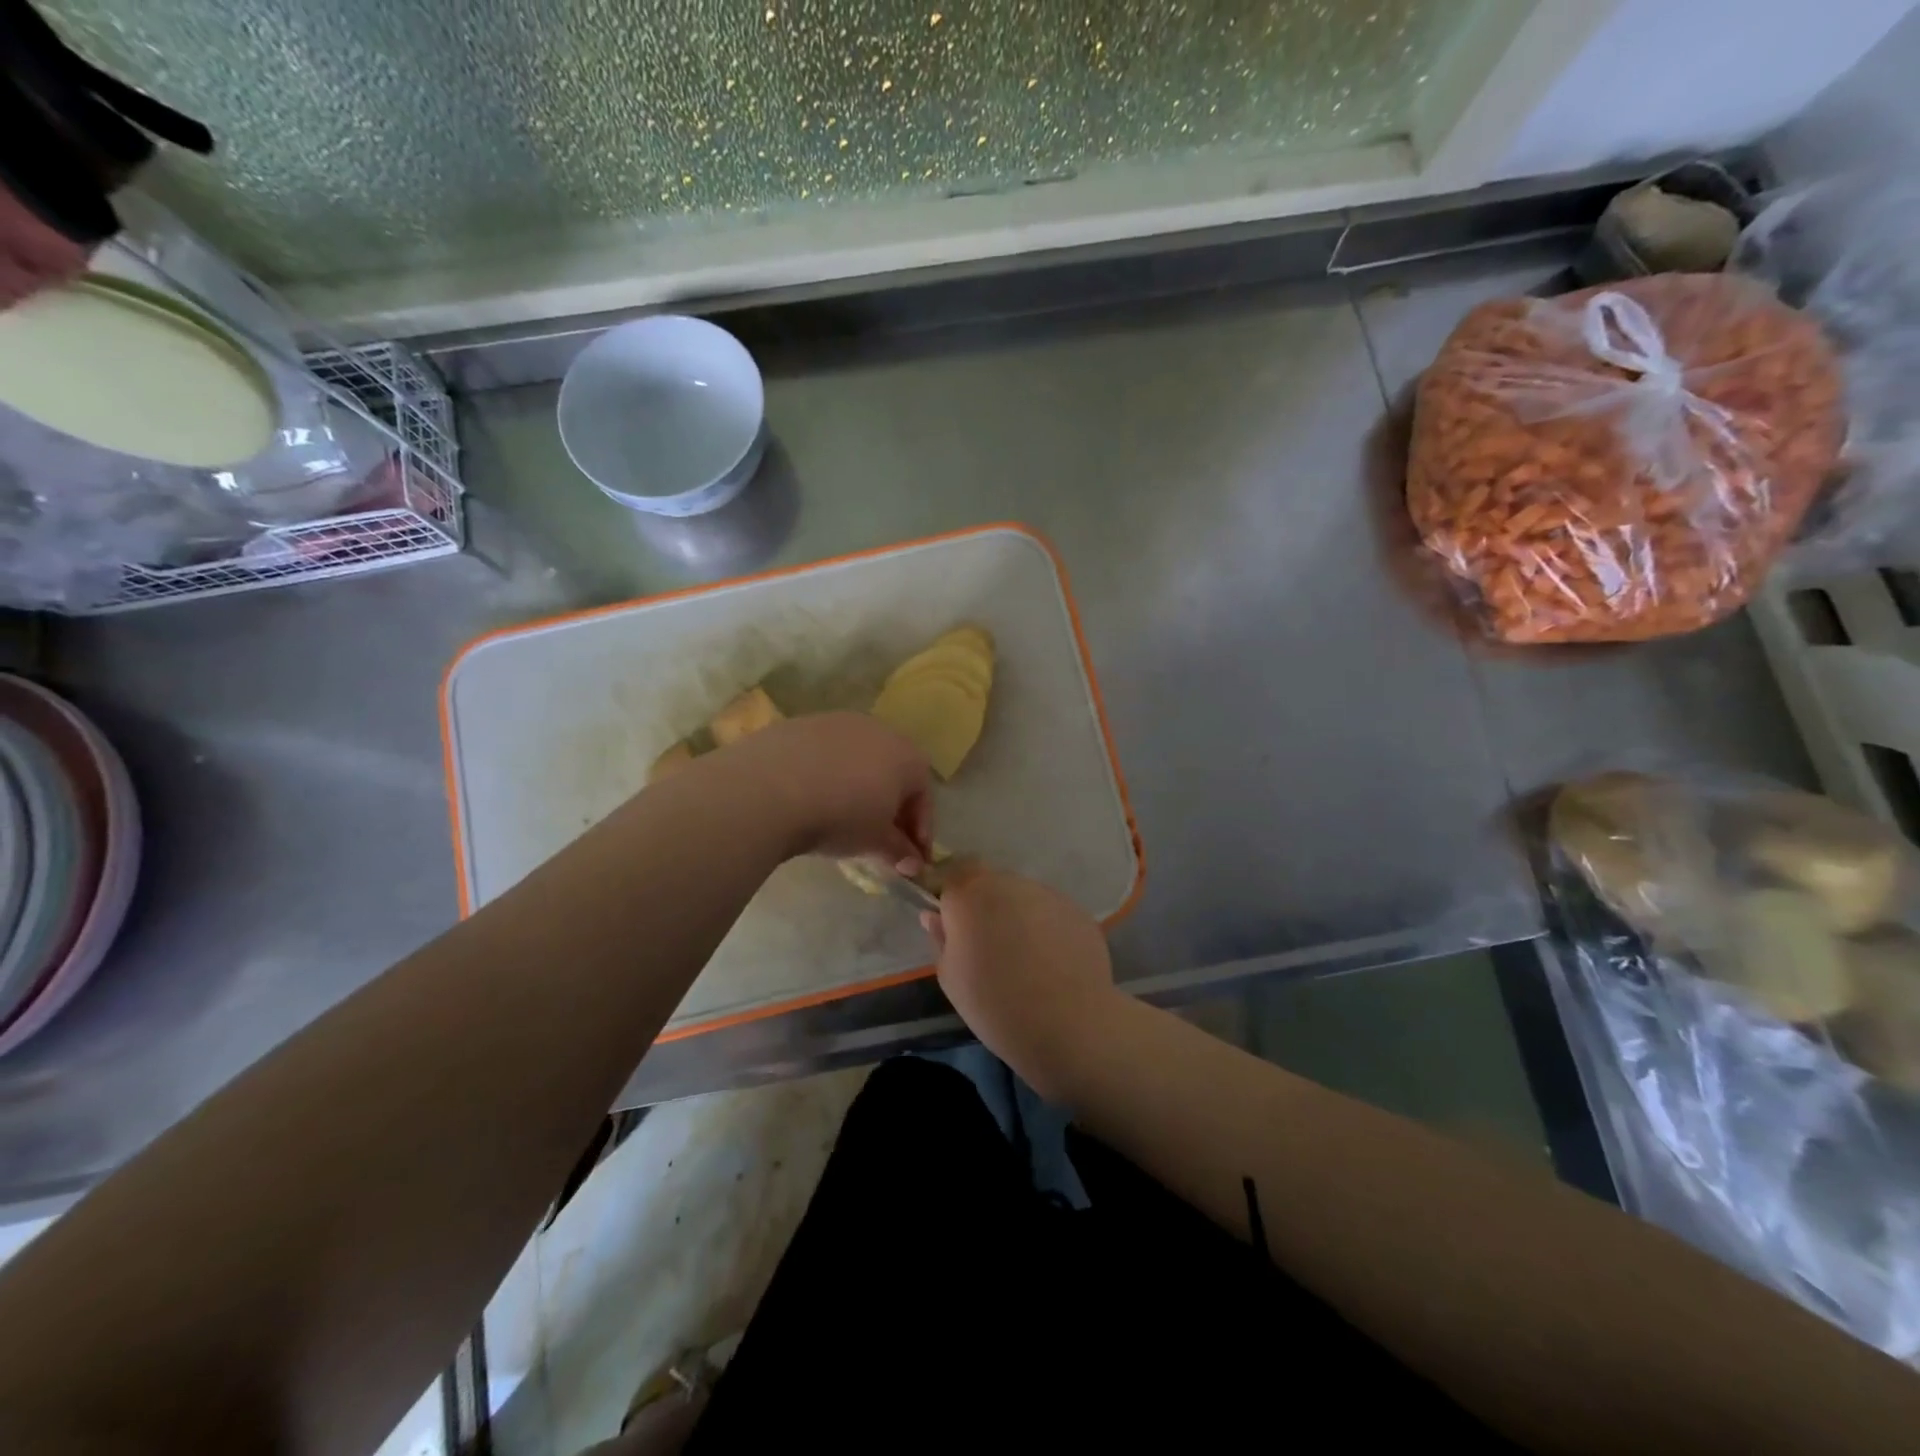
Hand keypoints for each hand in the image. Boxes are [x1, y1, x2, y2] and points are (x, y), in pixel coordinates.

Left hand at [723, 712, 931, 867]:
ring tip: (840, 819)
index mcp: (907, 755)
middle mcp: (878, 730)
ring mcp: (837, 722)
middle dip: (890, 808)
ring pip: (857, 760)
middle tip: (879, 840)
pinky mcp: (800, 724)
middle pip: (892, 772)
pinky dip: (824, 776)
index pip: (924, 796)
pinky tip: (810, 799)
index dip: (920, 830)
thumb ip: (898, 851)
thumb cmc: (841, 816)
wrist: (770, 787)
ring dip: (856, 789)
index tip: (911, 859)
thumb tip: (911, 863)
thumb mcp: (875, 841)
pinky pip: (823, 755)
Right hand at [923, 864, 1117, 1099]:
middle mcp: (1009, 883)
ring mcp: (1047, 894)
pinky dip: (1046, 930)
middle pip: (990, 883)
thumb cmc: (994, 1004)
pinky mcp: (1076, 911)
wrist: (1068, 1025)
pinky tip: (1051, 964)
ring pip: (1022, 898)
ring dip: (1017, 917)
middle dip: (985, 907)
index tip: (954, 925)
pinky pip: (1050, 913)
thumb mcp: (950, 978)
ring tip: (1024, 960)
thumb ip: (941, 938)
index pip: (953, 872)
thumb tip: (935, 916)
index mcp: (970, 894)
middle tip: (987, 947)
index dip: (952, 896)